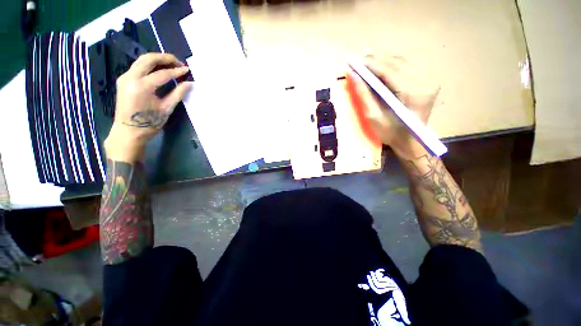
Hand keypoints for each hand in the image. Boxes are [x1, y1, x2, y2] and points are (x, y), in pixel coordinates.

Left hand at [104, 53, 192, 162]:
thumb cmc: (149, 123)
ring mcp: (125, 77)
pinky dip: (150, 65)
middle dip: (165, 58)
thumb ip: (178, 94)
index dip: (177, 71)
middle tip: (179, 63)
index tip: (187, 70)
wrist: (128, 131)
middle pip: (148, 59)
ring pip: (142, 60)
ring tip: (172, 65)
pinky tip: (160, 70)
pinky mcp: (124, 79)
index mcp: (142, 86)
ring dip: (157, 60)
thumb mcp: (166, 109)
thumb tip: (190, 83)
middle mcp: (130, 77)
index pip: (162, 73)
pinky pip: (138, 66)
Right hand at [348, 56, 439, 159]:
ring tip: (368, 63)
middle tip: (359, 61)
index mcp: (412, 93)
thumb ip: (363, 94)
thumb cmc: (390, 132)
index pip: (389, 71)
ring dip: (385, 60)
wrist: (411, 140)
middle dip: (377, 60)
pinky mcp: (430, 79)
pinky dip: (394, 63)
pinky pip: (410, 64)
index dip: (371, 64)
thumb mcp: (372, 116)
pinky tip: (384, 67)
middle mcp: (425, 81)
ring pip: (404, 60)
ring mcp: (430, 79)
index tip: (355, 60)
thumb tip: (353, 75)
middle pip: (397, 62)